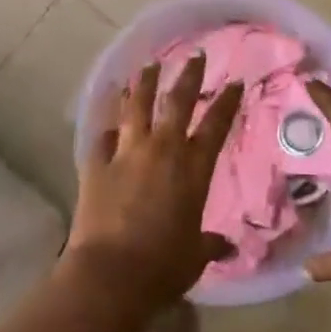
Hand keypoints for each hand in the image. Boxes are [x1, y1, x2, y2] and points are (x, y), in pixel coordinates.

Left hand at [65, 53, 243, 308]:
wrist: (111, 275)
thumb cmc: (163, 267)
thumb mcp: (195, 256)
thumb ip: (210, 243)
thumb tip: (228, 246)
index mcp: (193, 170)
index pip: (216, 125)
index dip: (226, 102)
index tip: (234, 82)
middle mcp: (163, 151)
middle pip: (177, 102)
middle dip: (188, 75)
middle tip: (194, 56)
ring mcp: (127, 153)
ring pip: (136, 106)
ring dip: (143, 83)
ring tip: (147, 66)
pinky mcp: (96, 163)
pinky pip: (103, 135)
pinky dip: (108, 125)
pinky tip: (109, 118)